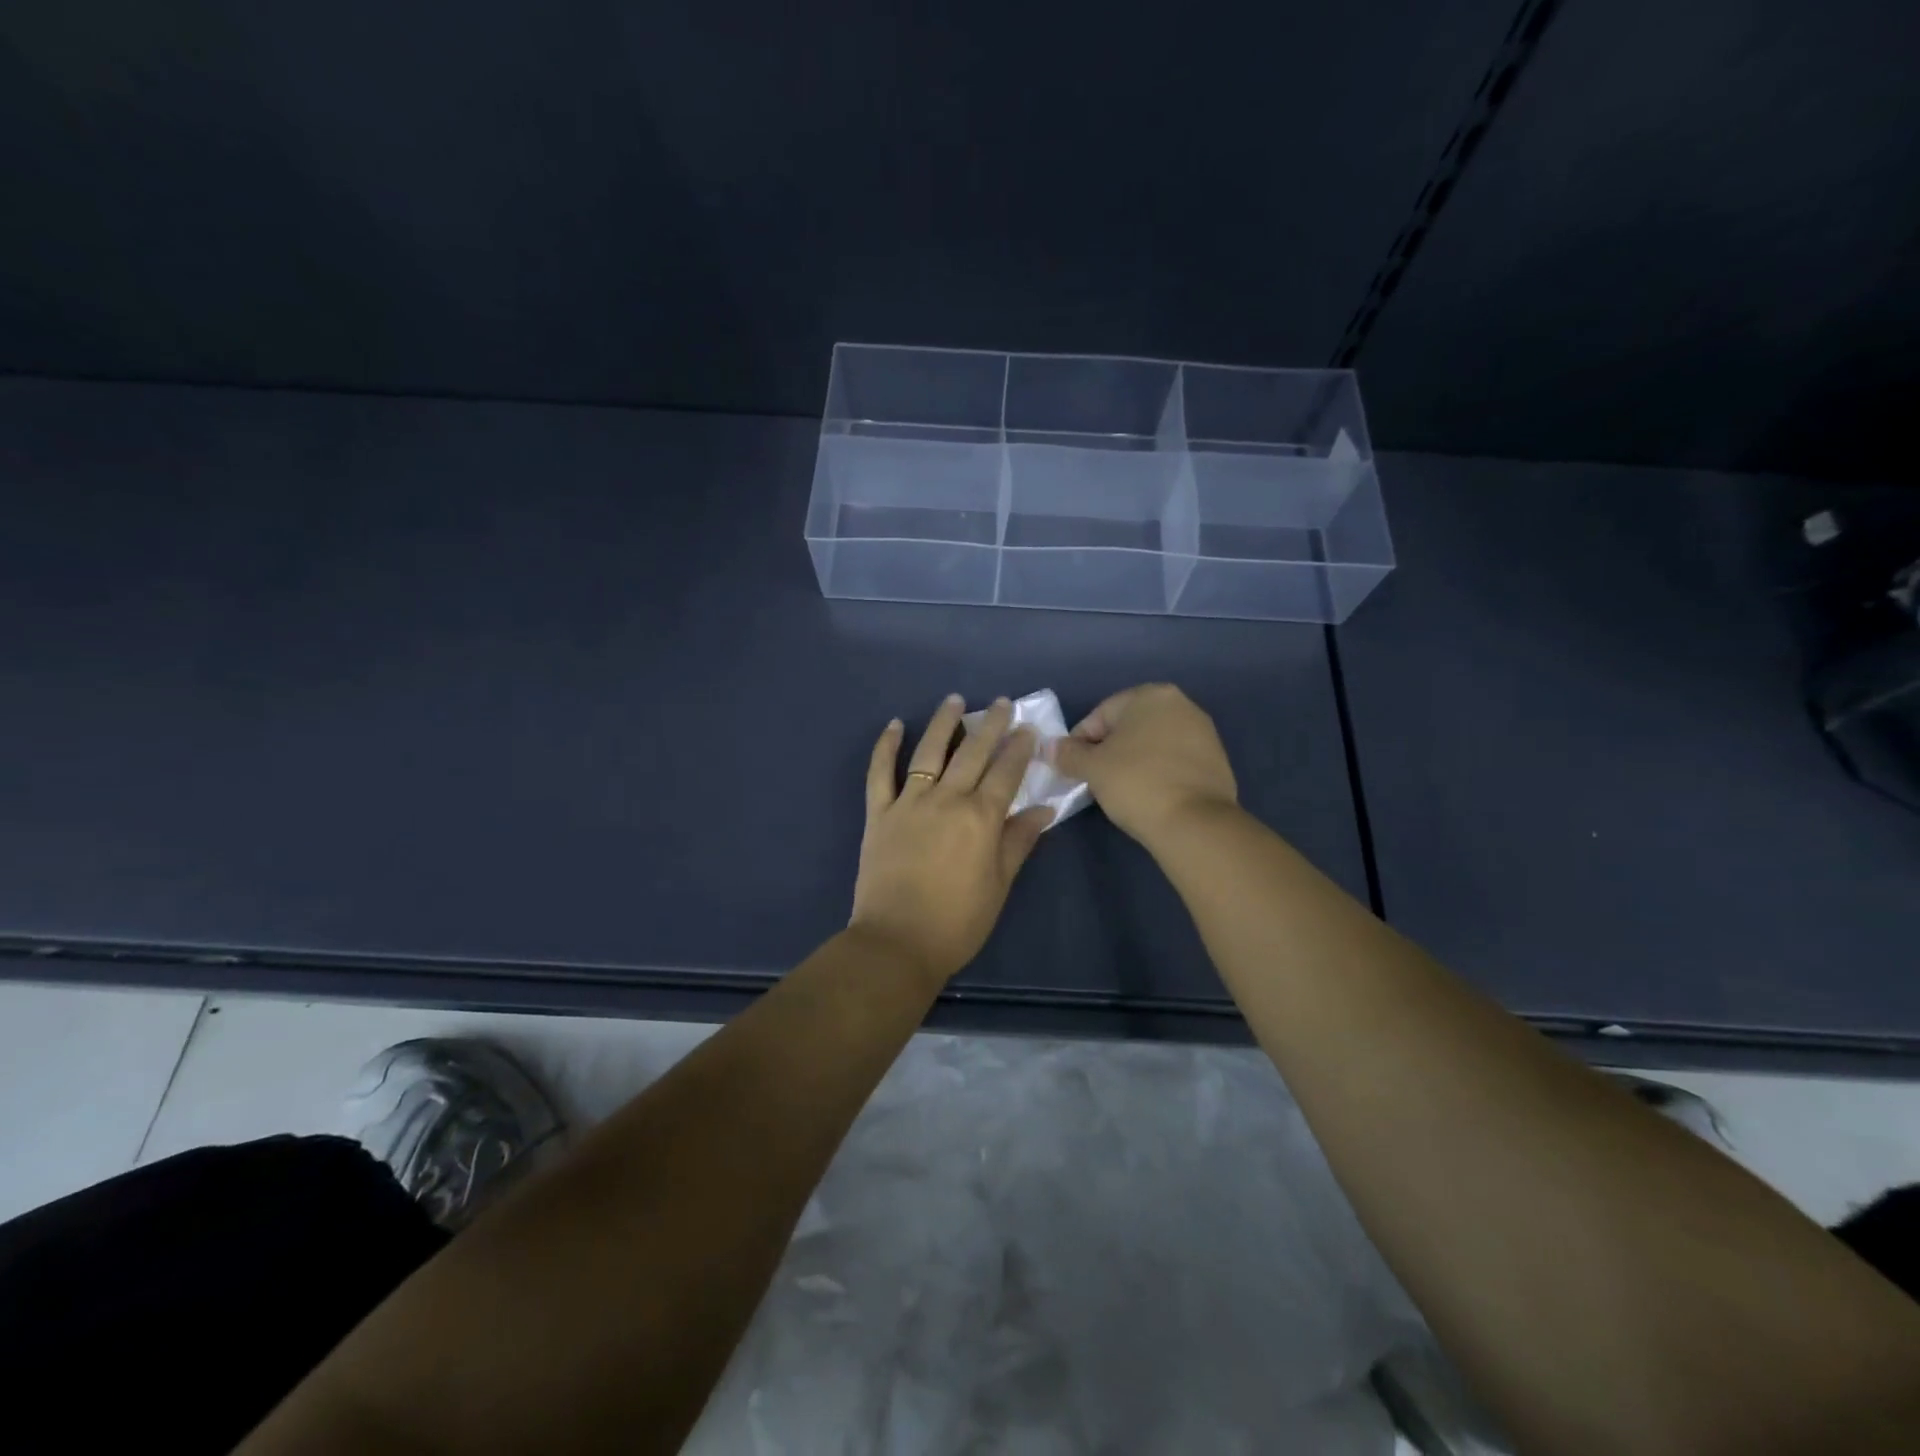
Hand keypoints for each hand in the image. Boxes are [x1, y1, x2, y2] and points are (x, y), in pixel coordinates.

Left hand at [850, 695, 1054, 985]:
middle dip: (989, 725)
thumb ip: (1019, 841)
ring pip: (928, 752)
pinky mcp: (878, 813)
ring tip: (954, 700)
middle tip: (1000, 703)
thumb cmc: (958, 921)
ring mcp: (909, 803)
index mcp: (981, 818)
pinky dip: (886, 747)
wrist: (897, 943)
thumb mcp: (999, 884)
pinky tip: (895, 725)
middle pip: (972, 753)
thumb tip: (1044, 809)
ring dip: (943, 723)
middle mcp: (946, 800)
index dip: (1019, 749)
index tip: (1027, 729)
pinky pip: (880, 773)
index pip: (1005, 772)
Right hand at [1048, 684, 1237, 847]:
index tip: (1072, 768)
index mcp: (1151, 695)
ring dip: (1133, 760)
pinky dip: (1157, 772)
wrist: (1194, 823)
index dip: (1080, 742)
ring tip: (1120, 789)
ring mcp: (1203, 732)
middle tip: (1094, 778)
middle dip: (1108, 749)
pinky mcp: (1216, 760)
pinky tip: (1148, 794)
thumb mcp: (1092, 768)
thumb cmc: (1136, 783)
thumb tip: (1050, 747)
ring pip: (1152, 743)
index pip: (1101, 714)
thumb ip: (1068, 753)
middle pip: (1129, 726)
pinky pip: (1173, 760)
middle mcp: (1181, 704)